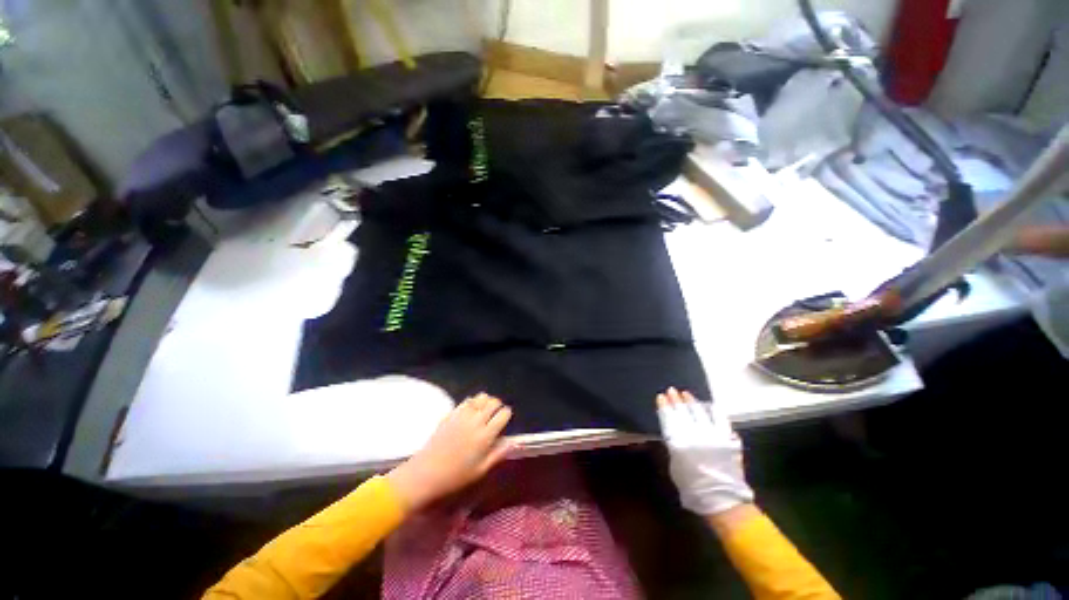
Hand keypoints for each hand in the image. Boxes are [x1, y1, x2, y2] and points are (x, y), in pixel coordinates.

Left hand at [387, 393, 514, 511]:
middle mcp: (476, 421)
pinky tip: (470, 411)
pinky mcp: (451, 413)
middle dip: (498, 406)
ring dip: (485, 401)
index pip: (504, 414)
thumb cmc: (456, 476)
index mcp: (486, 435)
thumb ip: (498, 454)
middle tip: (495, 415)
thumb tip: (513, 442)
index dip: (506, 415)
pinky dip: (472, 402)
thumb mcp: (481, 470)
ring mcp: (462, 415)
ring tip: (484, 410)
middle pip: (493, 402)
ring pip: (481, 397)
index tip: (504, 420)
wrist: (425, 473)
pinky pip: (466, 401)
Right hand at [657, 387, 753, 516]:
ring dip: (692, 402)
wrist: (722, 501)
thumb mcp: (675, 465)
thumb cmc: (692, 487)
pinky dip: (714, 411)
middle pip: (682, 411)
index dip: (664, 406)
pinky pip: (720, 419)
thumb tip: (675, 433)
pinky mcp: (727, 438)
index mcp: (678, 443)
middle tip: (671, 390)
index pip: (668, 418)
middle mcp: (694, 435)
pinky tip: (709, 406)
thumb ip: (674, 446)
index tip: (661, 396)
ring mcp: (712, 435)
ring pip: (700, 412)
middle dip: (675, 399)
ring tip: (686, 394)